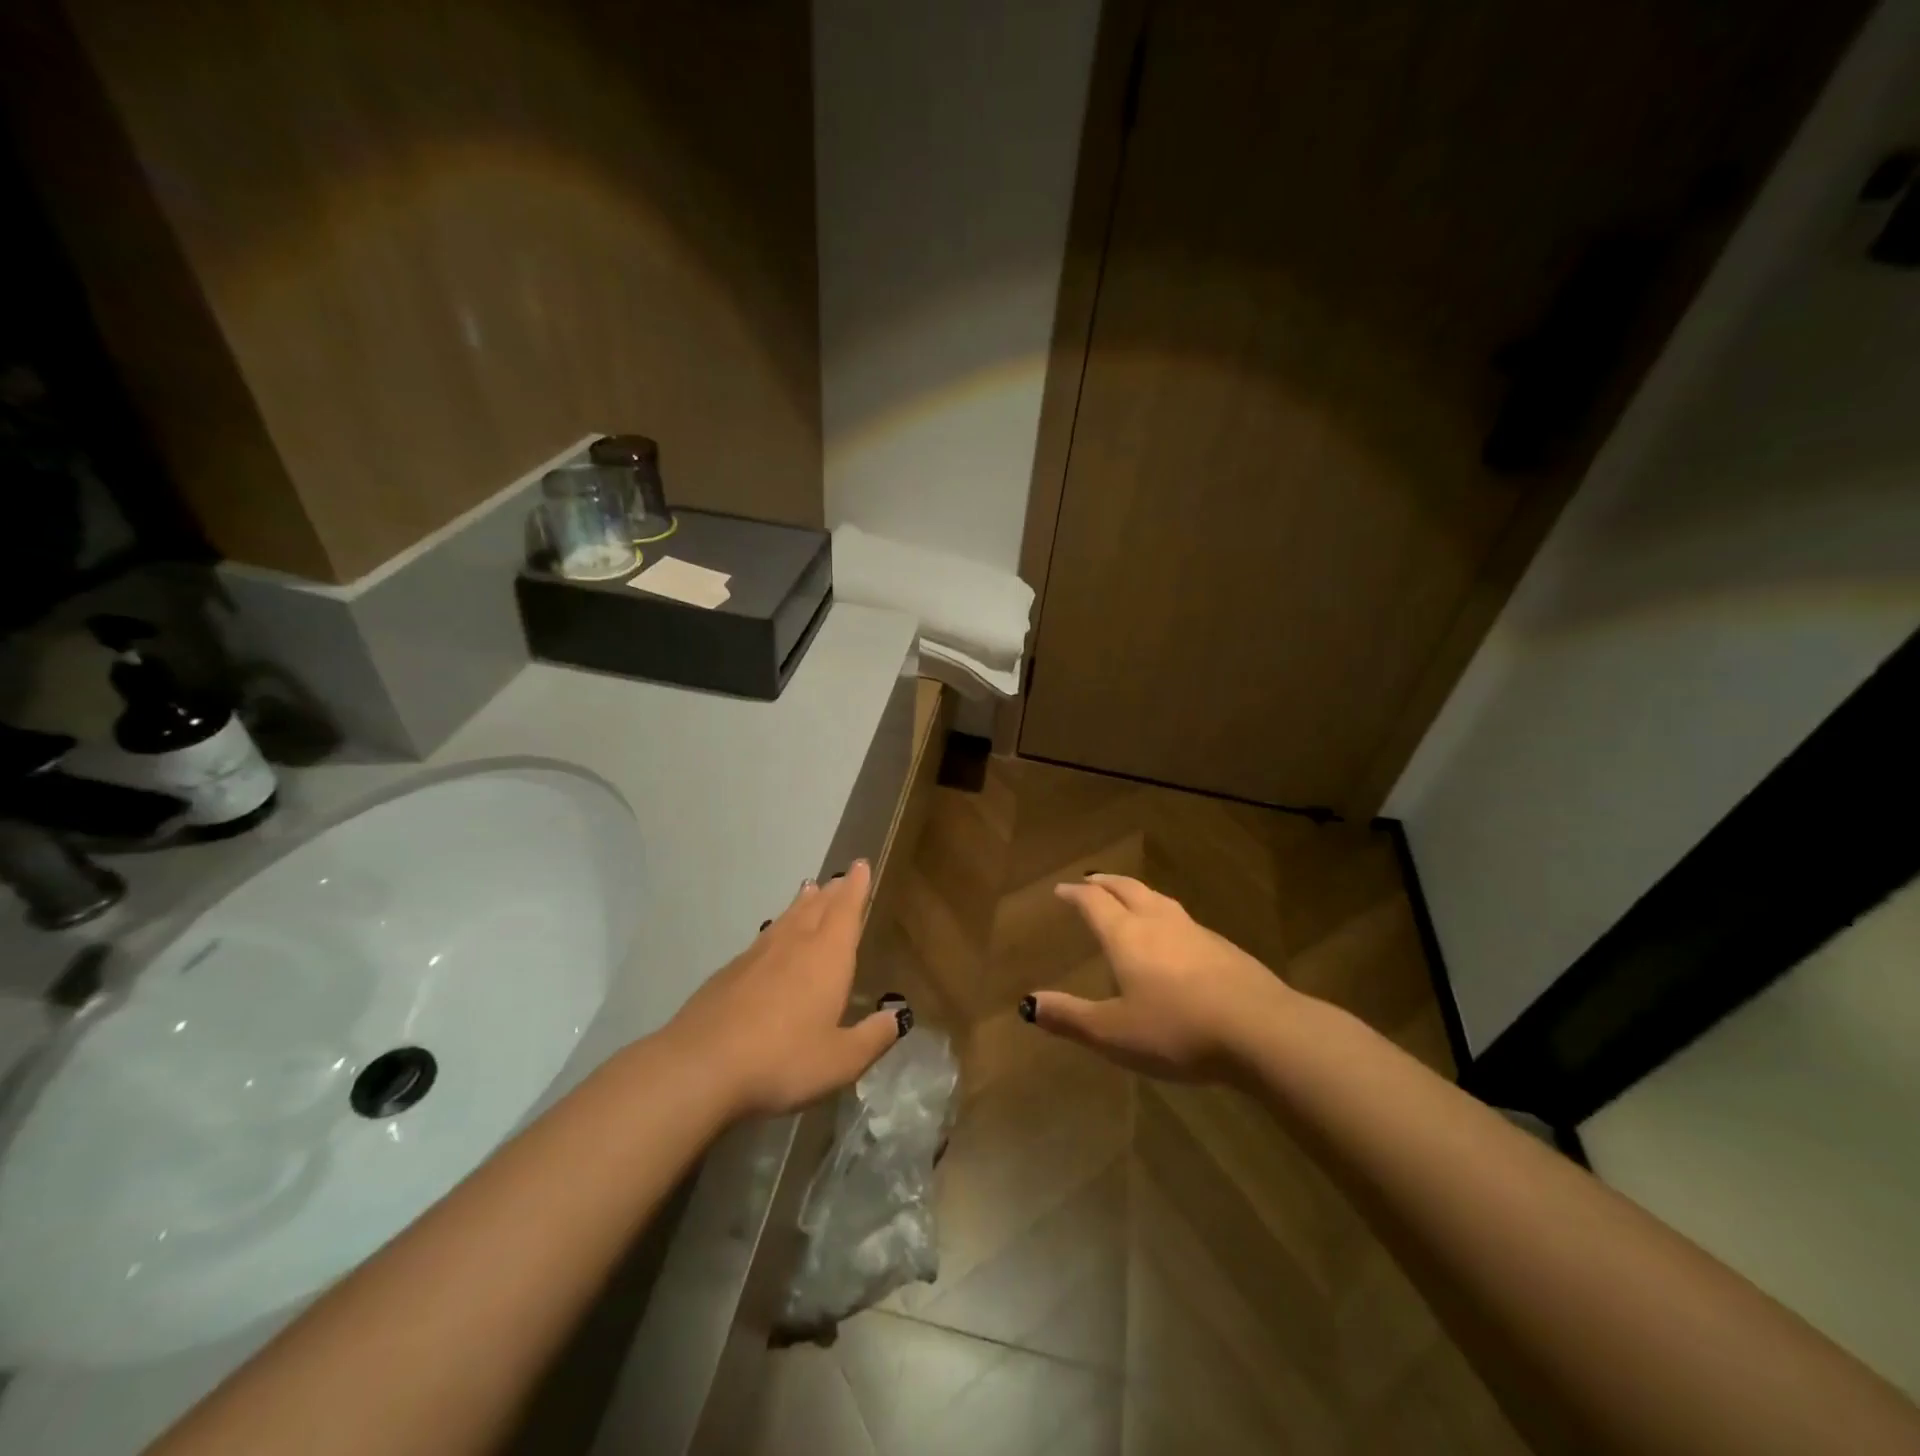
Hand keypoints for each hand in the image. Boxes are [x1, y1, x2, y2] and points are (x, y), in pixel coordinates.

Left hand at [662, 860, 907, 1119]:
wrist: (700, 1066)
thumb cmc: (782, 1060)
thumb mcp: (840, 1061)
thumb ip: (872, 1038)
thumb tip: (897, 1017)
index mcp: (827, 957)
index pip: (846, 911)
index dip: (856, 888)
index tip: (860, 865)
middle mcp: (793, 945)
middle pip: (817, 908)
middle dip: (832, 892)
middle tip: (840, 877)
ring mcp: (756, 956)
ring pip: (786, 919)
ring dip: (802, 904)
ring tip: (809, 890)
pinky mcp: (729, 973)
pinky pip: (762, 939)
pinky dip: (776, 928)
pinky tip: (771, 939)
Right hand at [1030, 873, 1296, 1080]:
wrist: (1260, 1030)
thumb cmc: (1177, 1030)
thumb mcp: (1114, 1033)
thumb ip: (1070, 1017)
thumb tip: (1027, 1004)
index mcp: (1126, 936)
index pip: (1094, 902)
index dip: (1075, 894)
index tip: (1062, 889)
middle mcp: (1158, 923)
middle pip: (1128, 889)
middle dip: (1105, 882)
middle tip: (1091, 880)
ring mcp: (1195, 932)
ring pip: (1159, 900)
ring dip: (1137, 893)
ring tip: (1129, 897)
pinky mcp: (1224, 948)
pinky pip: (1184, 920)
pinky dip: (1165, 916)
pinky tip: (1174, 936)